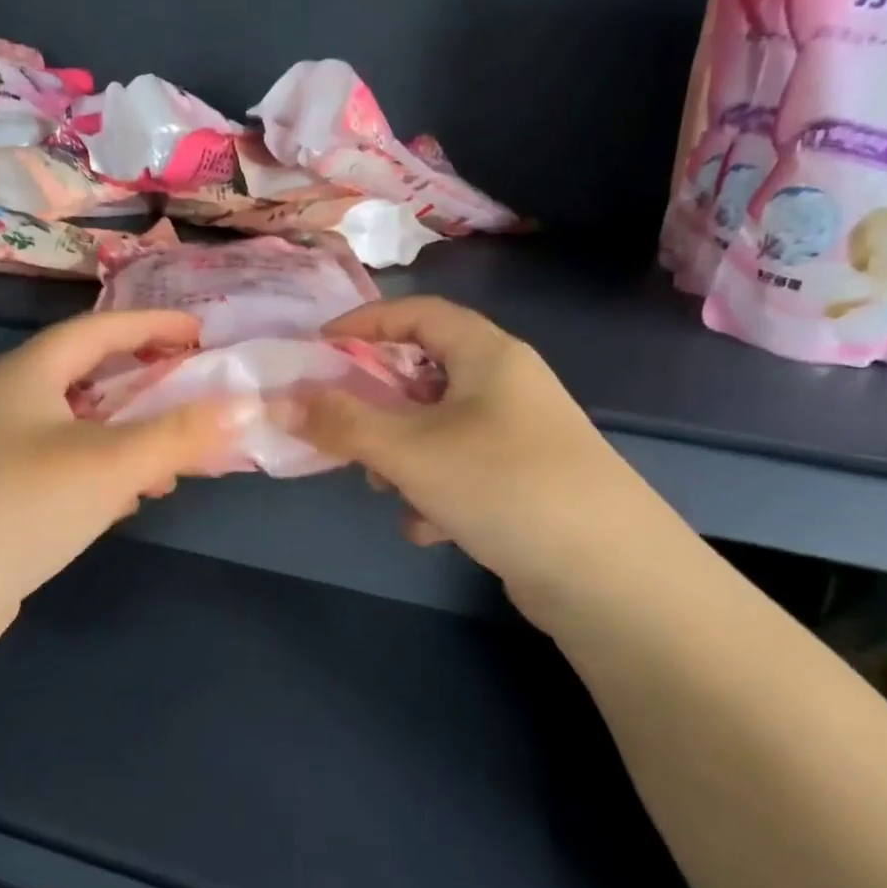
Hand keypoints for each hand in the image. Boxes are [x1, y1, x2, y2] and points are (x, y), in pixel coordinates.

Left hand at [0, 310, 243, 636]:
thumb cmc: (23, 504)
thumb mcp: (112, 464)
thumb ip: (180, 434)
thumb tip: (245, 407)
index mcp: (28, 373)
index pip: (99, 329)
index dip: (153, 325)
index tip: (201, 334)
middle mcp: (8, 401)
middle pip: (87, 375)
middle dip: (144, 383)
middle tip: (190, 391)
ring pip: (78, 426)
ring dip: (128, 435)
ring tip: (172, 458)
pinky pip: (64, 465)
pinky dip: (103, 471)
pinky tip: (127, 500)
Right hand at [283, 296, 649, 612]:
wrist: (607, 573)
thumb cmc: (502, 484)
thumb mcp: (409, 450)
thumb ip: (341, 424)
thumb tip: (279, 401)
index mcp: (489, 355)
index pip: (418, 314)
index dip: (365, 324)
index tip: (318, 347)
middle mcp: (507, 387)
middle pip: (425, 375)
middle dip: (377, 404)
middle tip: (341, 426)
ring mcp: (519, 438)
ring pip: (439, 430)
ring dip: (402, 456)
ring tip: (385, 488)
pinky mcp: (524, 485)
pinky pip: (461, 473)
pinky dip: (434, 493)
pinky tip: (429, 529)